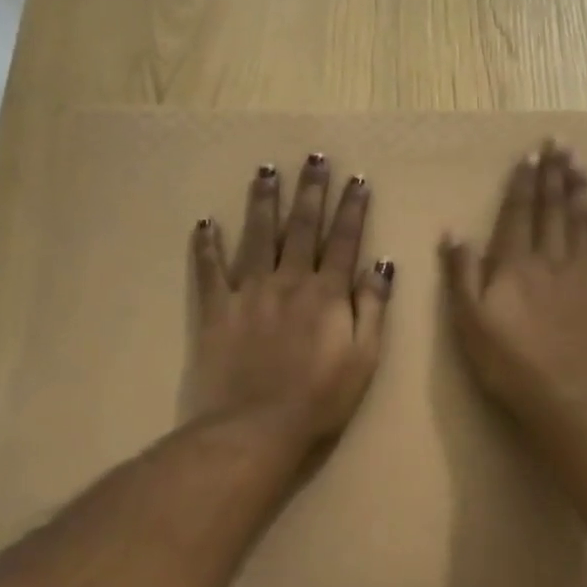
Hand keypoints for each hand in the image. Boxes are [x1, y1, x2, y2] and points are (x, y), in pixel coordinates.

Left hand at [186, 155, 392, 451]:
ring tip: (266, 171)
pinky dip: (206, 246)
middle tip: (314, 157)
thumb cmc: (320, 399)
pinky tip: (205, 222)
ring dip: (264, 201)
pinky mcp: (215, 310)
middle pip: (302, 227)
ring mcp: (249, 292)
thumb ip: (373, 308)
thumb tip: (381, 265)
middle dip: (311, 190)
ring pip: (257, 236)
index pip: (344, 240)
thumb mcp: (364, 358)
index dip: (352, 208)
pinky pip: (209, 271)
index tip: (356, 179)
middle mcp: (289, 281)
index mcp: (327, 293)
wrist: (255, 429)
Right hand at [441, 142, 586, 433]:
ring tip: (580, 162)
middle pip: (553, 208)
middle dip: (555, 173)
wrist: (568, 394)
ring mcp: (583, 272)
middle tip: (560, 143)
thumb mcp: (468, 322)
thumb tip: (453, 232)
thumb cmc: (509, 362)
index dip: (524, 183)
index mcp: (514, 263)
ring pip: (582, 220)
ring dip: (580, 189)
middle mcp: (550, 258)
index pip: (518, 213)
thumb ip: (461, 274)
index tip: (530, 156)